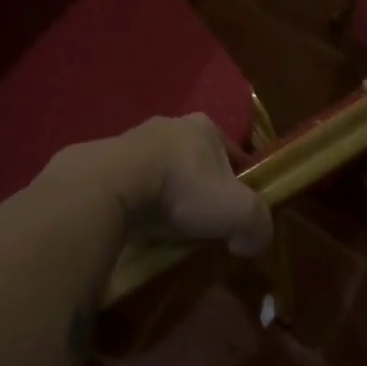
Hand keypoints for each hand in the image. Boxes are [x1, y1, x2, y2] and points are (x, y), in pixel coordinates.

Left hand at [50, 114, 271, 255]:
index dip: (241, 183)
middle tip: (204, 222)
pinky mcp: (107, 158)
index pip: (233, 153)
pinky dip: (140, 199)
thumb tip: (251, 241)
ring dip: (168, 193)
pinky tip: (140, 222)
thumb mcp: (239, 211)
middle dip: (201, 188)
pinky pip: (133, 181)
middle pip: (196, 160)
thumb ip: (259, 225)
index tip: (239, 212)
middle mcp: (171, 124)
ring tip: (169, 226)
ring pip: (162, 169)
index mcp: (205, 126)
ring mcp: (134, 138)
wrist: (112, 184)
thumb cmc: (183, 189)